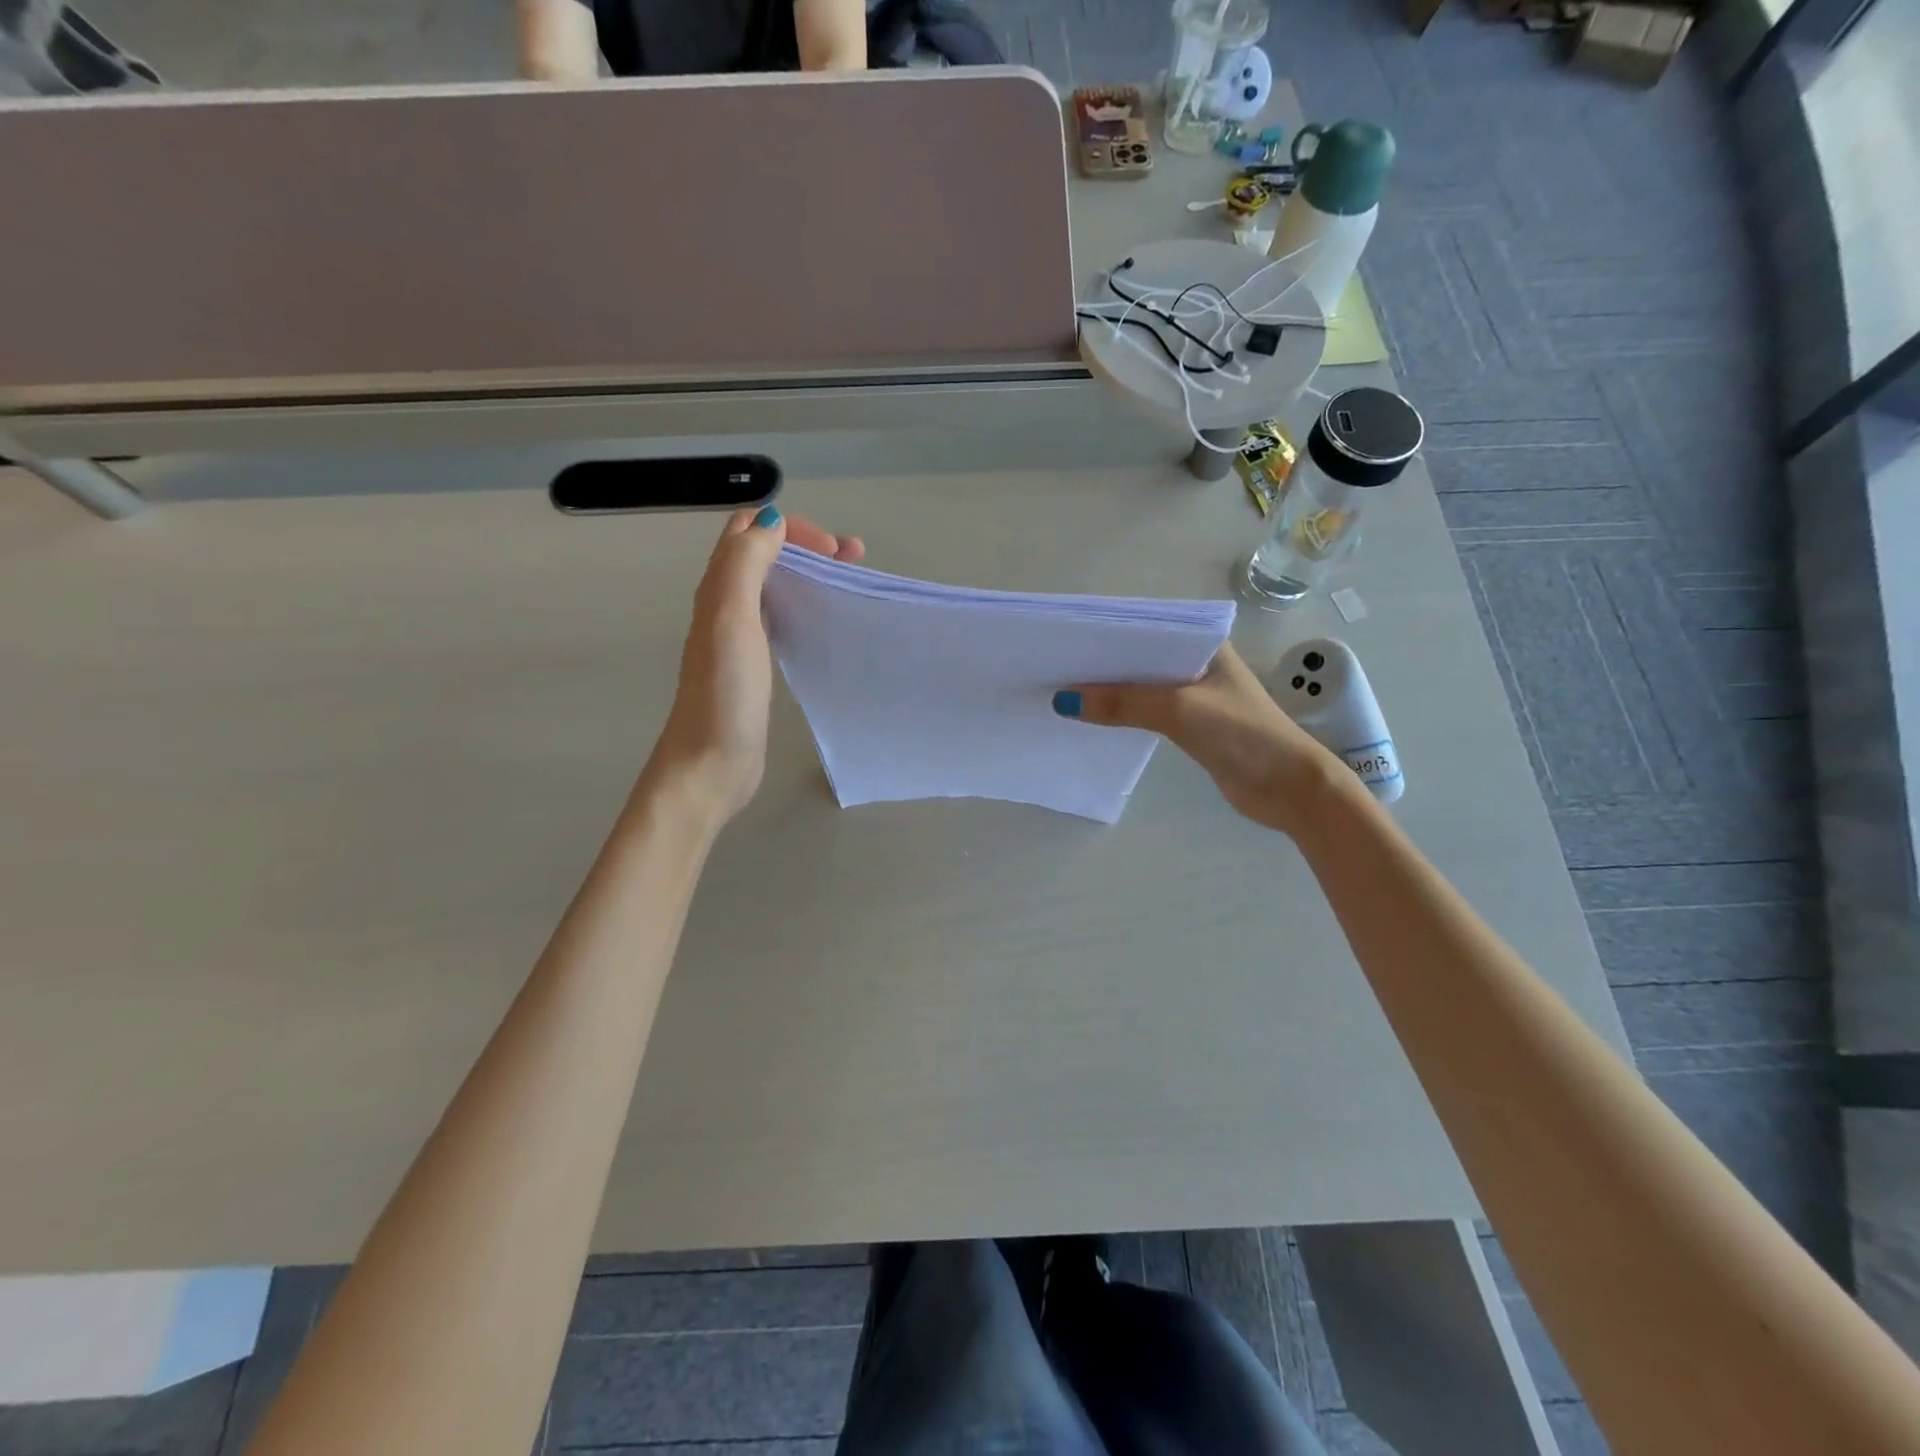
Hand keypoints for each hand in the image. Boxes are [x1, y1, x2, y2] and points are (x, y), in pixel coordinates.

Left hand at [644, 507, 862, 823]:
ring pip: (774, 584)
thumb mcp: (731, 618)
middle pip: (764, 553)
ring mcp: (739, 636)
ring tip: (849, 580)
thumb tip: (772, 519)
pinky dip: (804, 604)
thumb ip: (745, 564)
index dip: (790, 526)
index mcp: (718, 587)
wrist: (710, 763)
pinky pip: (780, 618)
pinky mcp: (754, 665)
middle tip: (853, 558)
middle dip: (806, 544)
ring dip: (808, 572)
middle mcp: (725, 604)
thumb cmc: (724, 693)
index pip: (749, 530)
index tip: (832, 551)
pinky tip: (823, 619)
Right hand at [1053, 643, 1350, 837]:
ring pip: (1140, 685)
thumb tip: (1063, 701)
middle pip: (1139, 657)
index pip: (1146, 628)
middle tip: (1054, 666)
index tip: (1065, 639)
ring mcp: (1193, 694)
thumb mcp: (1179, 710)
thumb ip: (1123, 702)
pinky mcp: (1189, 725)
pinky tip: (1091, 717)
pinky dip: (1121, 713)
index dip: (1106, 633)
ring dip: (1108, 690)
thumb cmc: (1242, 734)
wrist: (1288, 788)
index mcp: (1203, 643)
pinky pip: (1145, 711)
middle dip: (1101, 663)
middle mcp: (1196, 662)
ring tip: (1062, 690)